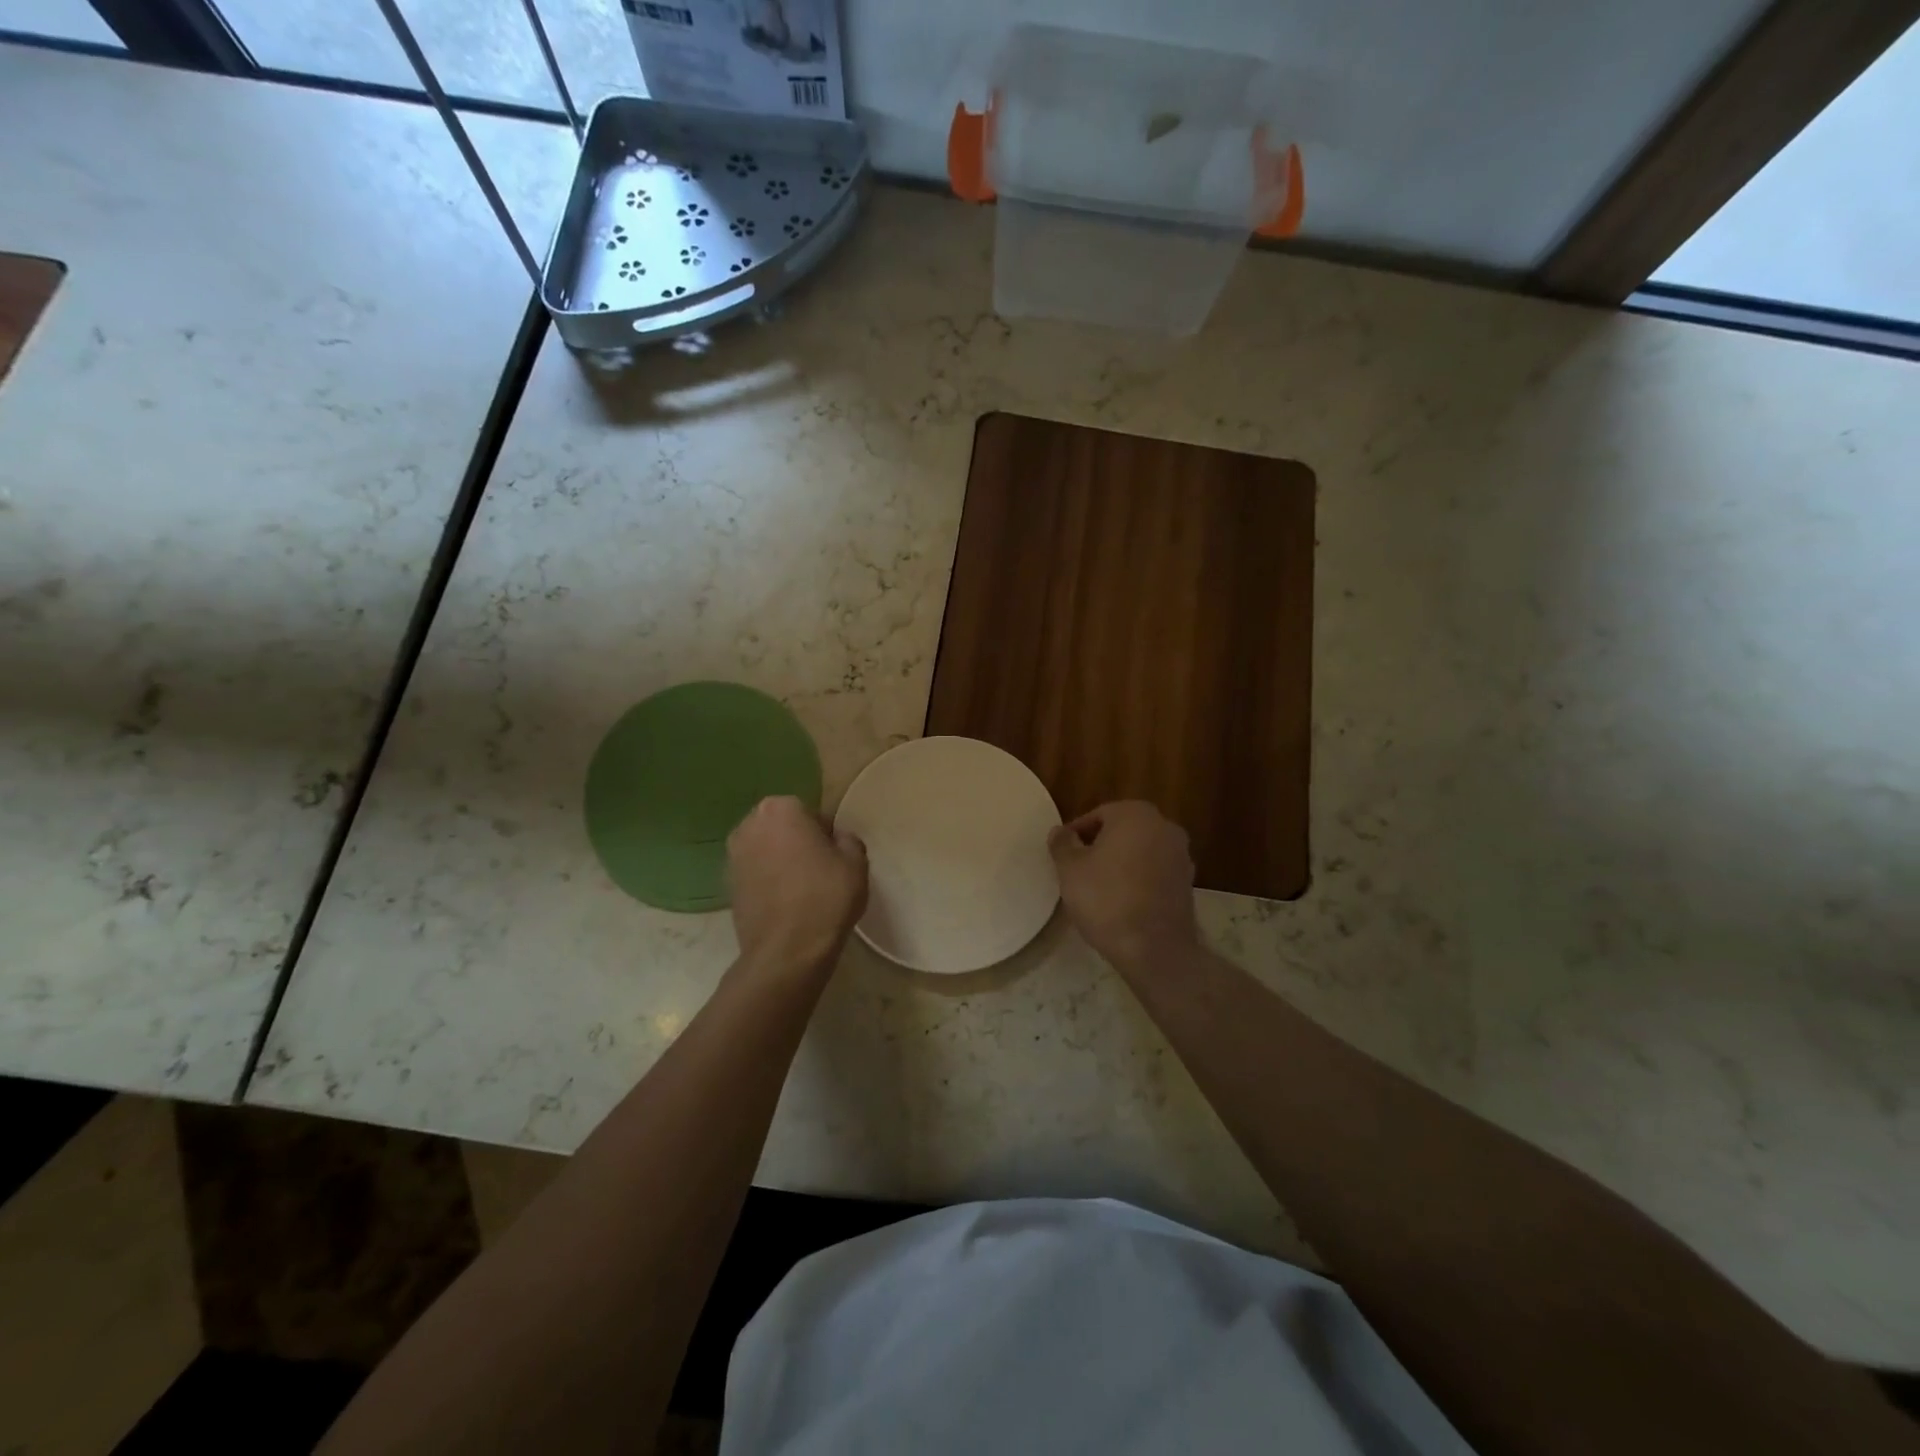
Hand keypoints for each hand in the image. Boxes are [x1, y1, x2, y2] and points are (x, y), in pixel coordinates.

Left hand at [728, 796, 867, 977]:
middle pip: (783, 827)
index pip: (811, 813)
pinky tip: (785, 902)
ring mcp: (732, 855)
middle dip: (799, 842)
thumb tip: (836, 839)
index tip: (835, 857)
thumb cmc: (826, 897)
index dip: (826, 835)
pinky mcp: (726, 884)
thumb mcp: (856, 862)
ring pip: (767, 849)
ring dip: (781, 860)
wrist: (787, 951)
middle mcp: (749, 824)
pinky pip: (755, 872)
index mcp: (780, 808)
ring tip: (802, 888)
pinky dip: (768, 880)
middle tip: (820, 869)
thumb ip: (847, 839)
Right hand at [1048, 801, 1197, 973]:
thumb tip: (1060, 831)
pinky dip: (1138, 879)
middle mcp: (1164, 826)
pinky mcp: (1187, 882)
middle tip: (1077, 870)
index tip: (1063, 855)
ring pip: (1140, 851)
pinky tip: (1121, 901)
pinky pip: (1154, 872)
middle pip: (1121, 830)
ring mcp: (1181, 855)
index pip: (1097, 815)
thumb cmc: (1106, 899)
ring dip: (1120, 862)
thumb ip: (1062, 843)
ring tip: (1098, 887)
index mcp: (1135, 813)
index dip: (1076, 834)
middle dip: (1100, 846)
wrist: (1154, 948)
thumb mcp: (1070, 869)